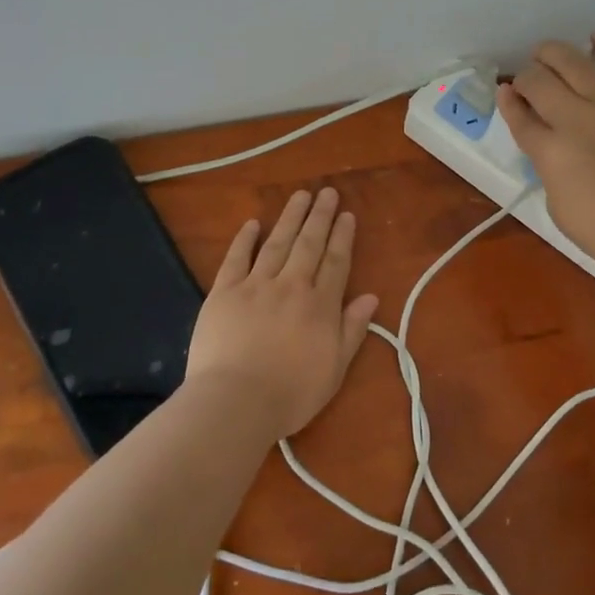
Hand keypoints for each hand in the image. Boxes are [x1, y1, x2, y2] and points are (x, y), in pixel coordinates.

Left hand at [183, 187, 378, 440]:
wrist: (236, 402)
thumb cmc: (291, 394)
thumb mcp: (335, 369)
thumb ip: (353, 330)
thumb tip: (370, 297)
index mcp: (320, 305)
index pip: (335, 262)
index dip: (342, 237)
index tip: (347, 215)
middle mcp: (291, 286)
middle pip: (309, 244)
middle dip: (320, 216)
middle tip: (327, 192)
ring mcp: (255, 286)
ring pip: (277, 243)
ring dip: (290, 217)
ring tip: (300, 195)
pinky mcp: (224, 292)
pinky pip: (236, 258)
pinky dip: (244, 239)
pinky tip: (253, 223)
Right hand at [497, 35, 594, 280]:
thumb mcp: (556, 204)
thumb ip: (546, 166)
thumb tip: (547, 141)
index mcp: (550, 151)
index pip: (519, 116)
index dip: (507, 101)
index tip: (504, 93)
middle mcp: (575, 120)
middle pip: (540, 81)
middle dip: (526, 75)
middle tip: (526, 82)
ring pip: (576, 64)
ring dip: (554, 53)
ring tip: (545, 53)